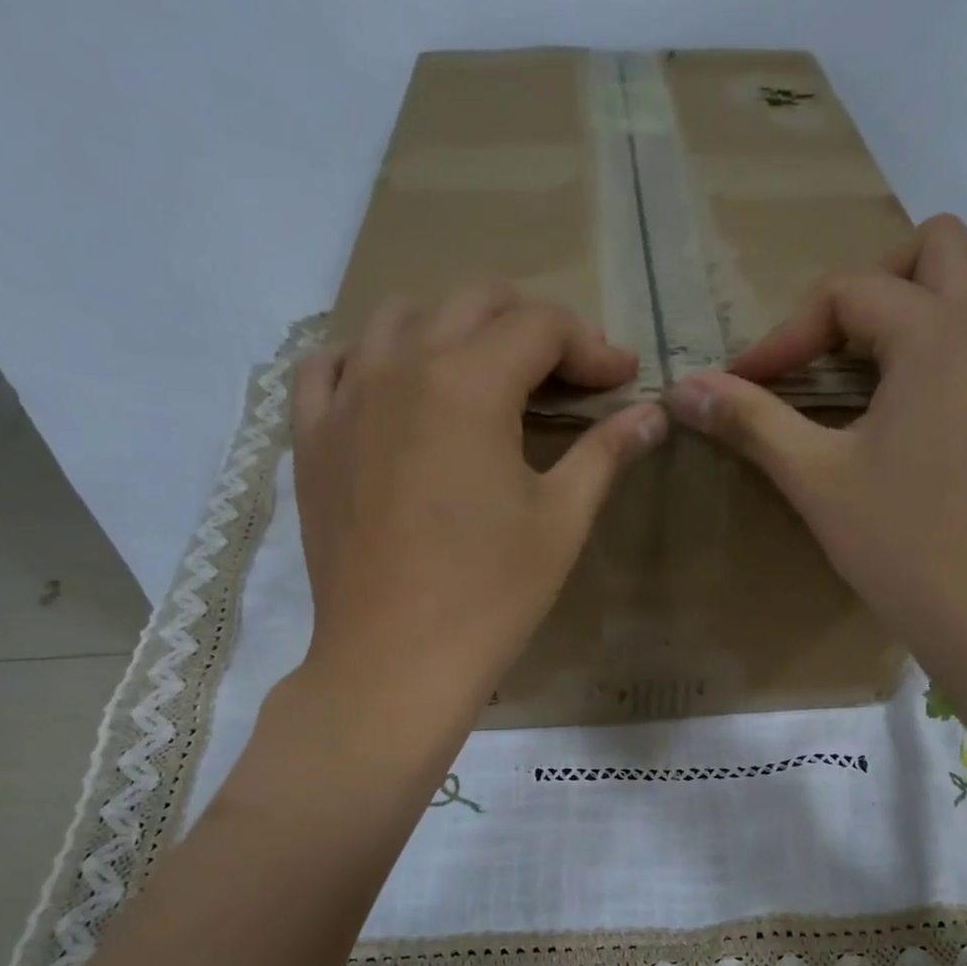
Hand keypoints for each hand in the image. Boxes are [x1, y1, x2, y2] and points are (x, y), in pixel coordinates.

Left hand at [286, 286, 665, 717]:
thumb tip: (654, 414)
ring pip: (401, 318)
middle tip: (568, 377)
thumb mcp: (561, 520)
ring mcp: (346, 398)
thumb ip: (605, 452)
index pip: (540, 326)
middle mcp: (401, 365)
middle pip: (475, 304)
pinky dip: (370, 358)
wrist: (396, 661)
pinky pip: (330, 365)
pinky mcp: (312, 438)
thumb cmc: (491, 594)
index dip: (592, 345)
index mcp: (469, 382)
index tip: (621, 379)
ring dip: (455, 331)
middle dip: (532, 328)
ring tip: (486, 378)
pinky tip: (395, 389)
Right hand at [666, 215, 966, 699]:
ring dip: (952, 291)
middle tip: (834, 348)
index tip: (746, 384)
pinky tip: (952, 389)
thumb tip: (682, 388)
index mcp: (936, 333)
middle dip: (874, 284)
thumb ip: (751, 421)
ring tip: (905, 349)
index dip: (786, 336)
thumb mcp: (815, 479)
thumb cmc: (900, 545)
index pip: (847, 294)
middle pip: (940, 248)